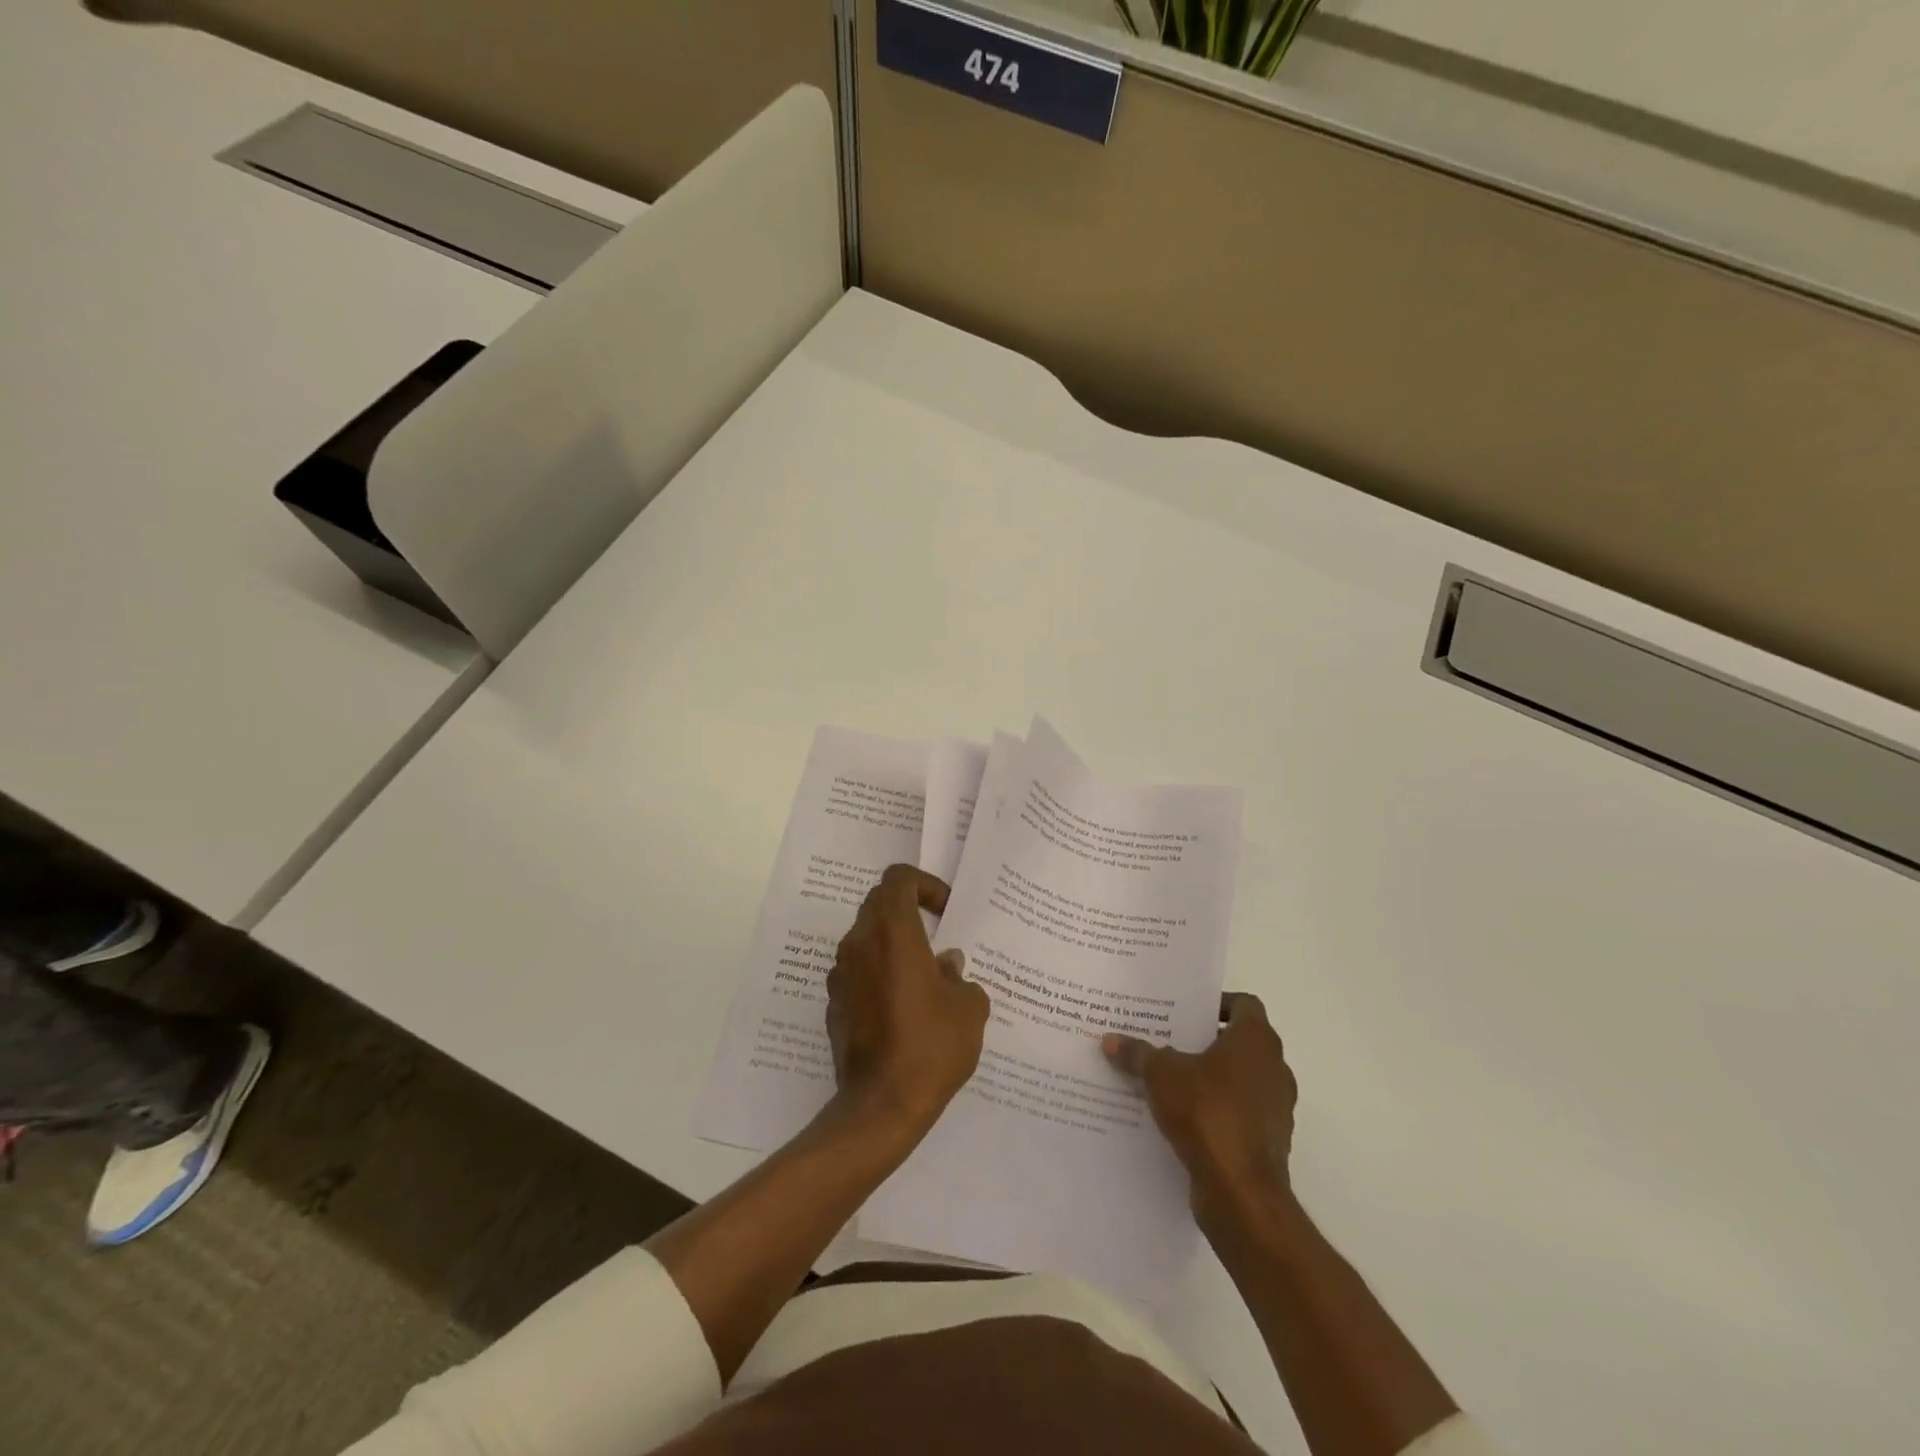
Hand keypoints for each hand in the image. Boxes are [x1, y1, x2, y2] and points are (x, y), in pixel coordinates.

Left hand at [827, 864, 990, 1138]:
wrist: (880, 1107)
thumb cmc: (931, 1047)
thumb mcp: (969, 1009)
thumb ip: (961, 977)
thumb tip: (947, 966)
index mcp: (893, 932)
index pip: (899, 878)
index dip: (926, 884)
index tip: (945, 912)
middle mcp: (859, 943)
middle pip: (879, 902)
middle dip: (909, 910)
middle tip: (937, 936)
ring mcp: (841, 974)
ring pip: (866, 937)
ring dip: (893, 943)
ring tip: (924, 975)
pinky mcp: (834, 1004)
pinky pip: (858, 971)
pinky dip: (878, 973)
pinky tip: (902, 1007)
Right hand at [1103, 992, 1296, 1226]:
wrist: (1242, 1194)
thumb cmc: (1207, 1114)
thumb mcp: (1160, 1075)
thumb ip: (1138, 1053)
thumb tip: (1110, 1040)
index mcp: (1257, 1040)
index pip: (1244, 1004)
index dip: (1216, 1003)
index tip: (1186, 1011)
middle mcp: (1274, 1068)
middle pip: (1240, 1042)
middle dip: (1205, 1041)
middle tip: (1167, 1039)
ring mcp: (1276, 1107)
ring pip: (1240, 1079)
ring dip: (1211, 1078)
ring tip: (1168, 1079)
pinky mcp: (1269, 1141)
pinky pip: (1240, 1113)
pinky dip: (1217, 1110)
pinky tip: (1181, 1116)